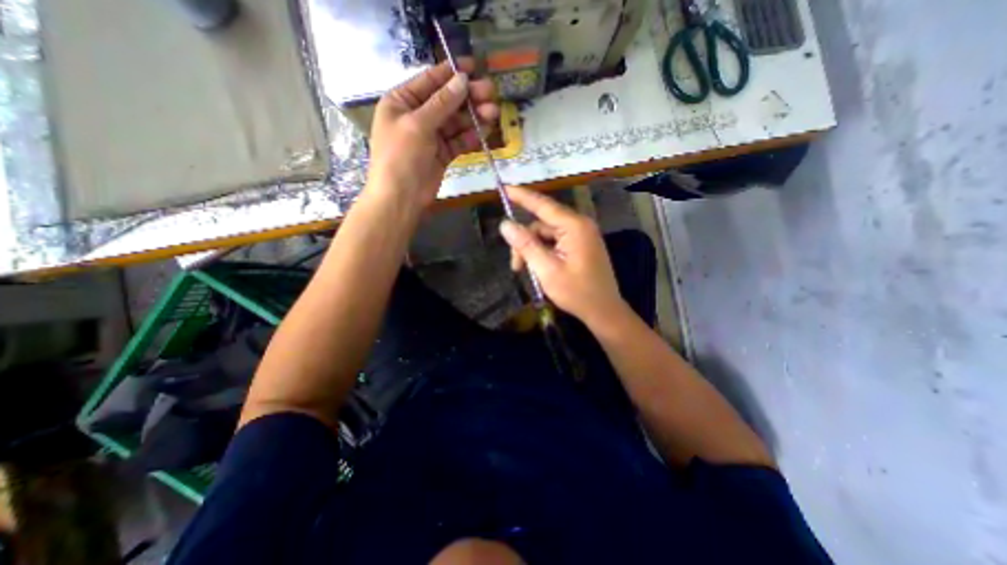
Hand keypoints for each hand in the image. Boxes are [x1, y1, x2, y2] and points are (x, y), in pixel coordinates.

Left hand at [366, 59, 499, 210]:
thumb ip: (441, 103)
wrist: (401, 198)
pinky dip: (471, 136)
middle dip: (468, 97)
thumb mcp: (418, 125)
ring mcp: (431, 136)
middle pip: (447, 102)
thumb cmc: (401, 157)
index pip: (429, 81)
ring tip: (493, 112)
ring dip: (473, 117)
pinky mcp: (443, 154)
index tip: (473, 67)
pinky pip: (459, 141)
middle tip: (490, 93)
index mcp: (402, 101)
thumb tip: (462, 80)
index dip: (451, 73)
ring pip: (456, 122)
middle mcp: (417, 116)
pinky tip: (485, 131)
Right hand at [497, 186, 625, 326]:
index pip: (543, 205)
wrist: (603, 311)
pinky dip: (543, 253)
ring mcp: (581, 236)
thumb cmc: (576, 292)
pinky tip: (539, 268)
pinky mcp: (580, 245)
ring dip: (533, 250)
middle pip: (542, 225)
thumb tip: (505, 224)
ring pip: (546, 235)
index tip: (504, 187)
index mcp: (574, 226)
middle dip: (525, 242)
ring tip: (526, 271)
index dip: (521, 196)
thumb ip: (526, 245)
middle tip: (516, 266)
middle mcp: (579, 225)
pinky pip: (555, 242)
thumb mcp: (546, 269)